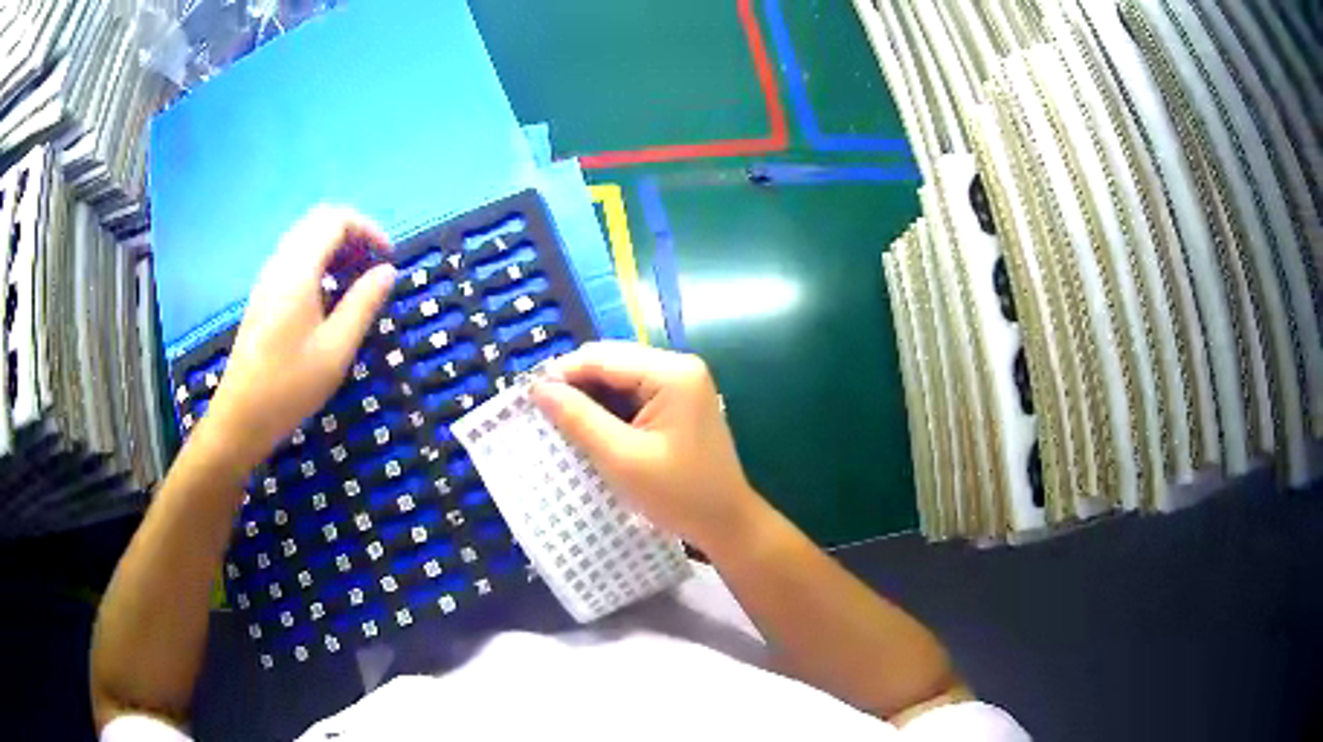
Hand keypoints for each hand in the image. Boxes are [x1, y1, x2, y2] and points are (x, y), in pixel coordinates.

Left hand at [206, 206, 395, 465]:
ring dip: (335, 247)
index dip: (368, 229)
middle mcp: (280, 263)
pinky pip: (294, 258)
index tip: (388, 259)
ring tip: (356, 282)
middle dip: (352, 234)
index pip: (336, 220)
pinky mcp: (263, 295)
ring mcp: (268, 278)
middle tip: (373, 266)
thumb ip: (363, 304)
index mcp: (298, 270)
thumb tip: (387, 271)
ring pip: (305, 238)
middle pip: (318, 221)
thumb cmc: (290, 385)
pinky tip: (329, 297)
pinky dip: (319, 262)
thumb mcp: (336, 349)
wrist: (242, 416)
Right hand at [530, 342, 763, 551]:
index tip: (527, 398)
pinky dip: (608, 411)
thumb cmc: (678, 494)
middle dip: (575, 386)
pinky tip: (588, 430)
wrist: (726, 523)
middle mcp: (678, 367)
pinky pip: (632, 396)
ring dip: (589, 399)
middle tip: (540, 413)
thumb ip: (579, 418)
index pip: (603, 358)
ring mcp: (680, 385)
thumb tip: (538, 388)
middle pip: (611, 363)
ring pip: (618, 379)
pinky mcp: (677, 404)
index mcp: (672, 372)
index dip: (562, 373)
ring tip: (558, 423)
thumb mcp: (621, 458)